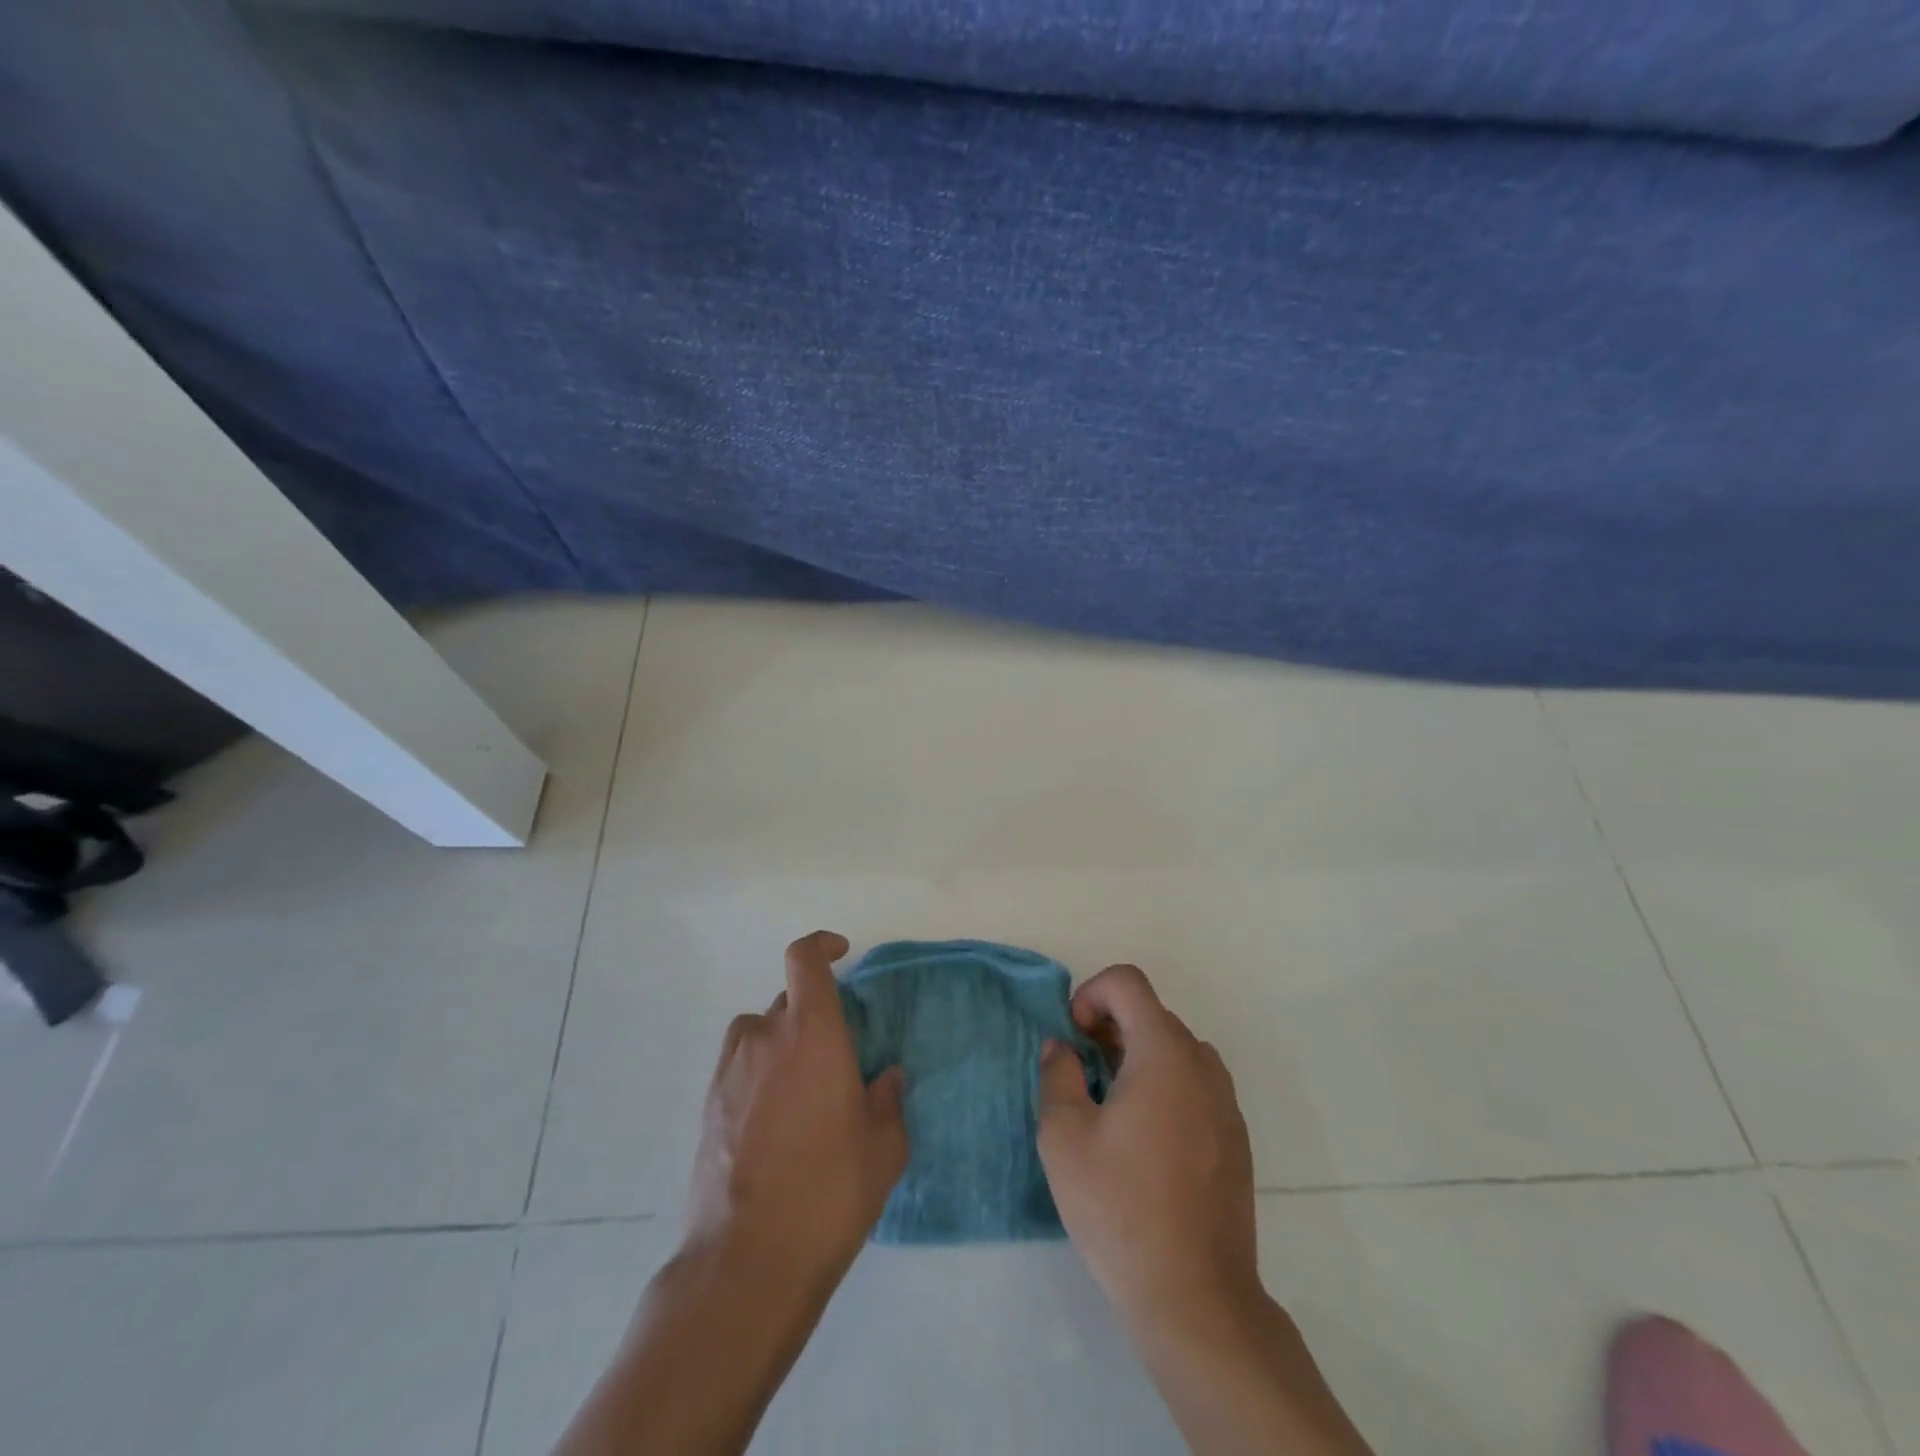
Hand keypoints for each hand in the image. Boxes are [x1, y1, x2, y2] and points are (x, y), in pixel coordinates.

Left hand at [682, 932, 908, 1289]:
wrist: (746, 1261)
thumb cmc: (828, 1193)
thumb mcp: (883, 1149)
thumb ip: (889, 1101)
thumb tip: (887, 1078)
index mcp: (813, 1033)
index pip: (805, 960)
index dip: (821, 945)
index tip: (841, 953)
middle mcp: (766, 1037)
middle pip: (787, 1001)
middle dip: (813, 1017)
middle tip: (836, 1063)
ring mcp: (730, 1070)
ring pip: (758, 1033)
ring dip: (781, 1045)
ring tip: (801, 1094)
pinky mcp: (708, 1105)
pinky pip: (739, 1068)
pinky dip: (758, 1076)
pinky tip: (773, 1125)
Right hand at [1036, 964, 1260, 1331]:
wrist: (1196, 1296)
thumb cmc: (1120, 1207)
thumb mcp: (1064, 1136)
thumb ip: (1057, 1075)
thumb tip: (1063, 1048)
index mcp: (1164, 1052)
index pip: (1128, 983)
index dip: (1091, 993)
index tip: (1073, 1037)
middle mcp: (1202, 1064)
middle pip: (1151, 1014)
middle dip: (1109, 1027)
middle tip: (1081, 1072)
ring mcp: (1225, 1101)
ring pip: (1175, 1049)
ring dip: (1137, 1056)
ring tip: (1110, 1105)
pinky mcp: (1235, 1137)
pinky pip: (1194, 1084)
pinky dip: (1164, 1085)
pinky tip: (1144, 1141)